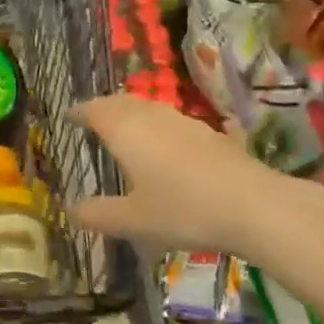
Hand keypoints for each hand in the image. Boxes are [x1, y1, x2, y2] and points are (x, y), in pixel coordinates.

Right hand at [67, 94, 323, 265]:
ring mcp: (185, 122)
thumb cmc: (183, 210)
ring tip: (127, 131)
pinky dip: (161, 129)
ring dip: (134, 115)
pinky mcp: (212, 134)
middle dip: (105, 108)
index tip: (69, 116)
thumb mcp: (133, 220)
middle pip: (122, 103)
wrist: (255, 206)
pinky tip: (169, 147)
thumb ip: (99, 214)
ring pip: (150, 110)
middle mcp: (152, 117)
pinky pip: (175, 124)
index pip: (94, 110)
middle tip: (94, 119)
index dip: (80, 111)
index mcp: (125, 130)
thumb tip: (71, 210)